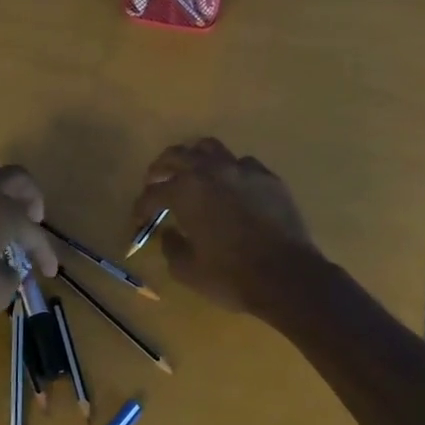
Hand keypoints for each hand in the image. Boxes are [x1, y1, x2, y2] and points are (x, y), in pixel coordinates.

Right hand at [131, 138, 316, 312]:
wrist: (286, 276)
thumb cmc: (231, 276)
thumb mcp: (188, 271)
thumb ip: (171, 247)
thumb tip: (168, 233)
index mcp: (185, 192)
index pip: (153, 193)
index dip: (141, 207)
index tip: (138, 218)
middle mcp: (211, 171)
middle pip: (177, 156)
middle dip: (160, 168)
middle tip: (155, 182)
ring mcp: (242, 170)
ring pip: (210, 149)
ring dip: (194, 158)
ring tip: (191, 173)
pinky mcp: (268, 178)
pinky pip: (241, 163)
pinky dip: (228, 170)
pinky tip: (230, 186)